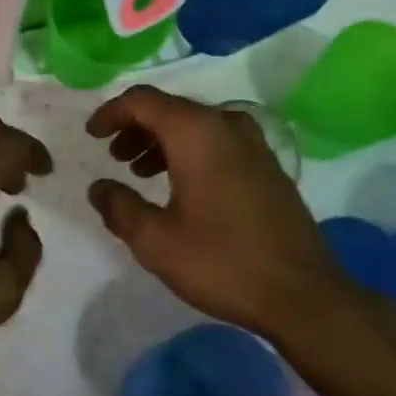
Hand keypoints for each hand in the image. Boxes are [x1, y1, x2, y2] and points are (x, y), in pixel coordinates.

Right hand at [86, 86, 395, 344]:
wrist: (304, 294)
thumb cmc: (223, 262)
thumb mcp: (156, 241)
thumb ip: (119, 207)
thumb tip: (99, 187)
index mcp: (196, 132)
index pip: (143, 100)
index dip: (111, 112)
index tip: (92, 135)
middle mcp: (226, 125)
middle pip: (170, 109)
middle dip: (135, 127)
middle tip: (113, 156)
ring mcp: (253, 143)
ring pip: (195, 125)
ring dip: (161, 141)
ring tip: (139, 172)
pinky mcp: (267, 164)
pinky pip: (217, 141)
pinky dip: (189, 151)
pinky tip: (180, 185)